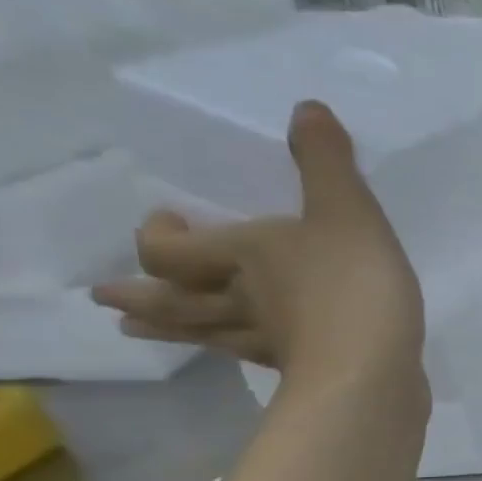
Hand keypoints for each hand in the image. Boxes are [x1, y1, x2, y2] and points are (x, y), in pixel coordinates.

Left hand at [93, 101, 425, 392]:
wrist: (373, 370)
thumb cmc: (351, 286)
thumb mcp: (348, 212)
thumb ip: (327, 163)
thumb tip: (306, 107)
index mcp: (242, 257)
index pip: (170, 252)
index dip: (158, 239)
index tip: (160, 222)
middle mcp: (240, 300)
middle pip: (177, 299)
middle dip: (142, 295)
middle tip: (107, 298)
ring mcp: (268, 343)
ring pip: (207, 334)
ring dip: (170, 330)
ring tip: (136, 331)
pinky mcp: (302, 373)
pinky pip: (259, 360)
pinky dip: (243, 354)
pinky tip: (249, 356)